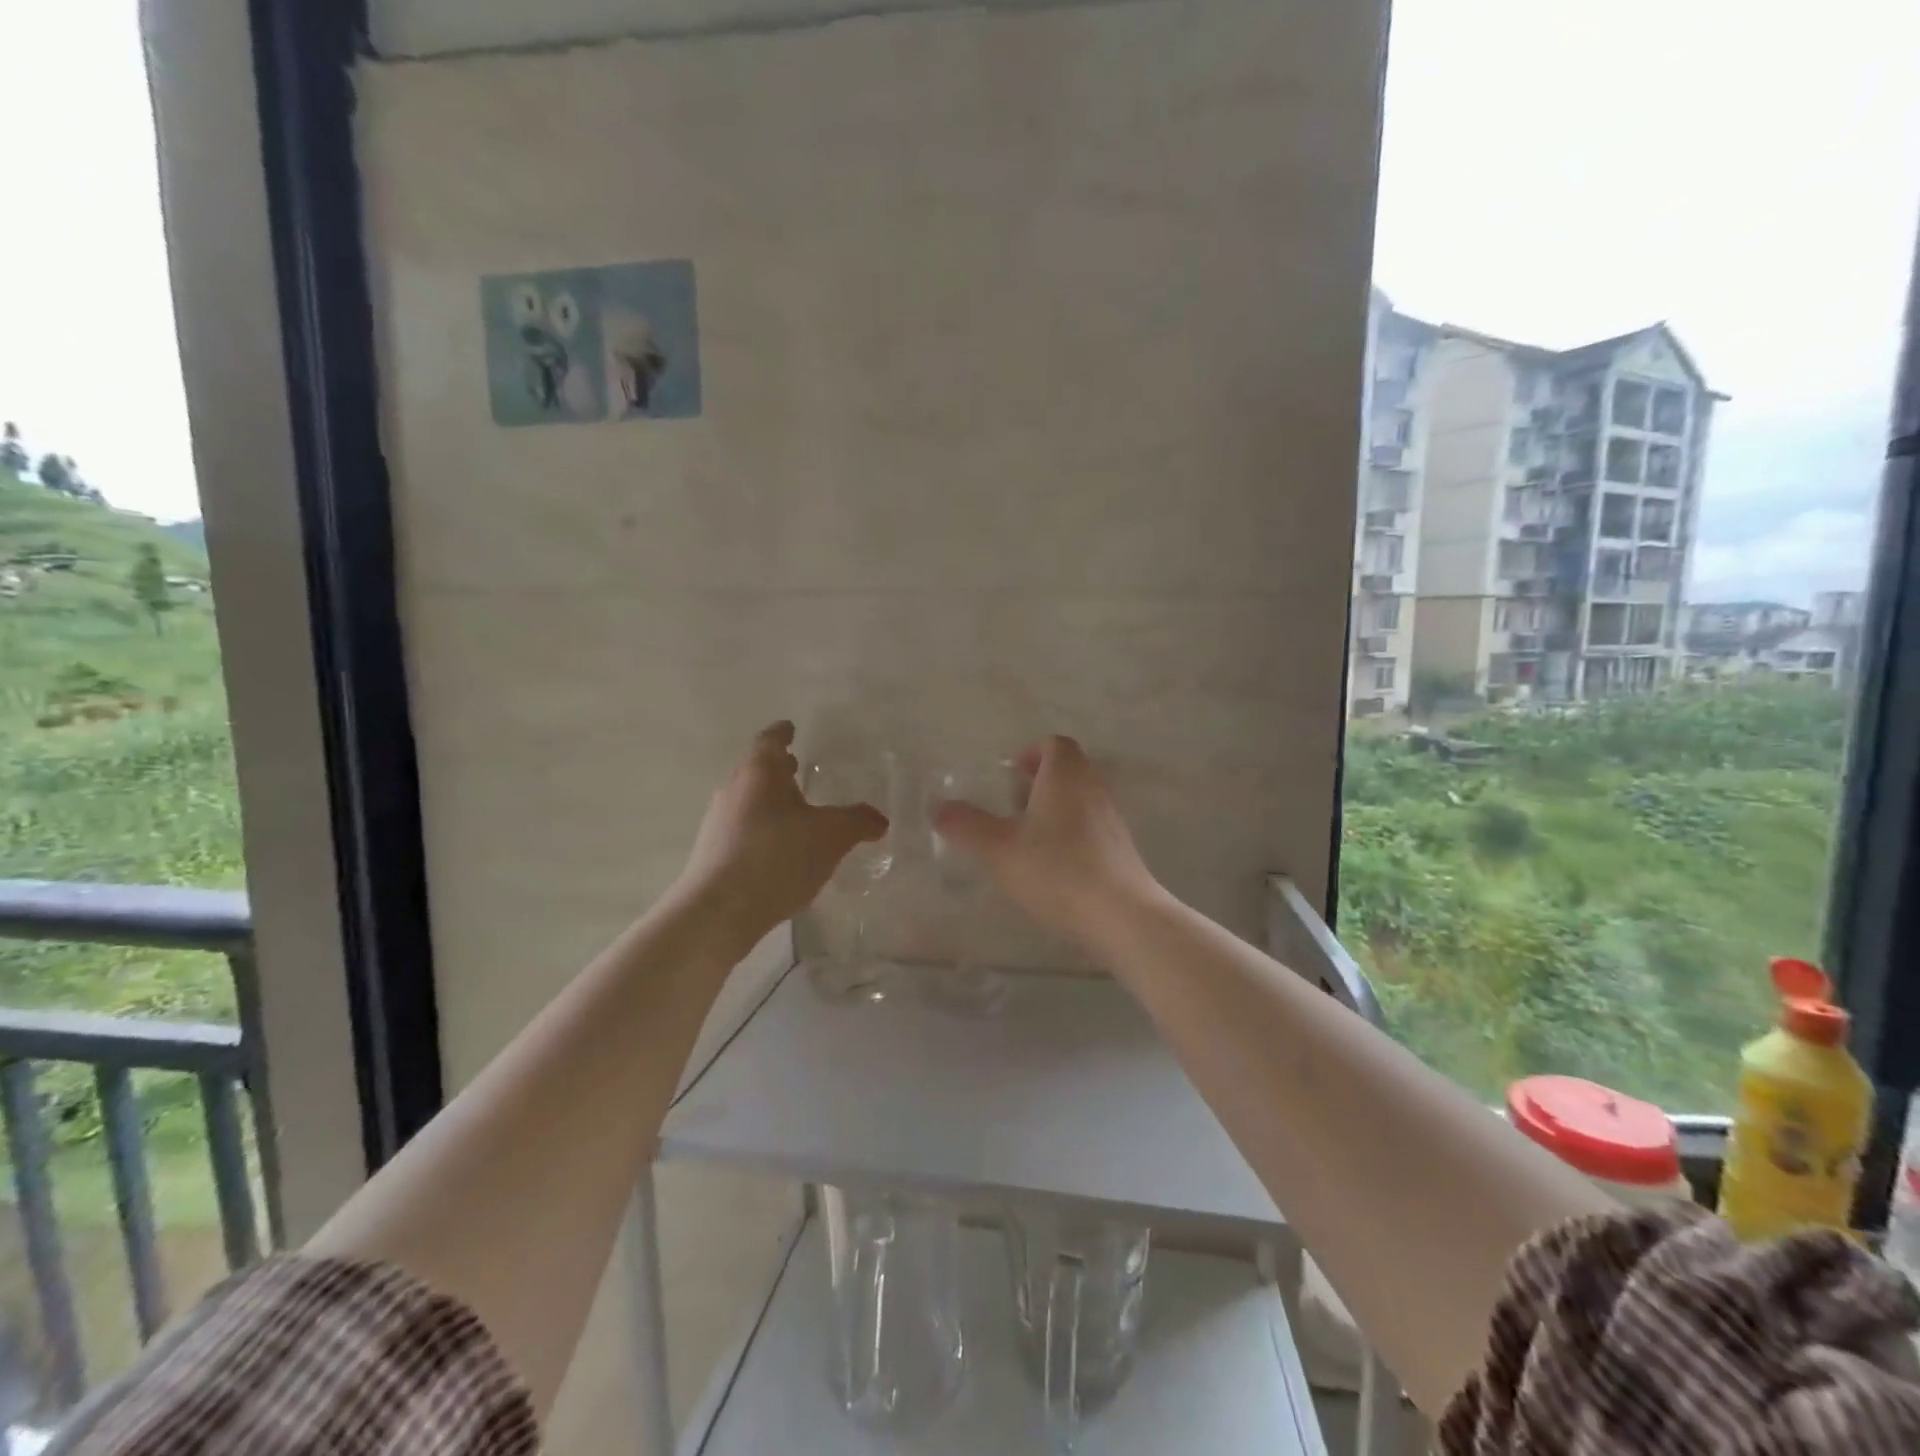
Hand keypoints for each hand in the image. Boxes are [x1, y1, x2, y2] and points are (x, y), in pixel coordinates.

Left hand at [678, 722, 887, 936]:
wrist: (720, 911)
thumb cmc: (777, 857)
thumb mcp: (832, 836)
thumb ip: (858, 821)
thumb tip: (879, 819)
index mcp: (759, 772)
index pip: (770, 740)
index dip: (783, 733)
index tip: (791, 728)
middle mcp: (733, 789)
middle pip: (756, 769)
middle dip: (777, 768)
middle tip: (798, 767)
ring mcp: (717, 822)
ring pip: (748, 800)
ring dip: (770, 800)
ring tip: (795, 810)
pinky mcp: (712, 853)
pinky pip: (742, 829)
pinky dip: (762, 828)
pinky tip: (780, 849)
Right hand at [934, 735, 1159, 944]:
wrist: (1121, 916)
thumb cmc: (1057, 870)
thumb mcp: (999, 848)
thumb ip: (966, 825)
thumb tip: (938, 806)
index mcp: (1066, 776)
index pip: (1054, 745)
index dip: (1030, 753)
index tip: (1009, 776)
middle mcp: (1093, 789)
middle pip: (1068, 771)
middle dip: (1038, 783)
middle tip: (1011, 808)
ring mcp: (1112, 821)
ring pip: (1080, 801)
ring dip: (1053, 811)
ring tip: (1026, 841)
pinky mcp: (1121, 851)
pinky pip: (1091, 829)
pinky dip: (1070, 836)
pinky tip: (1052, 869)